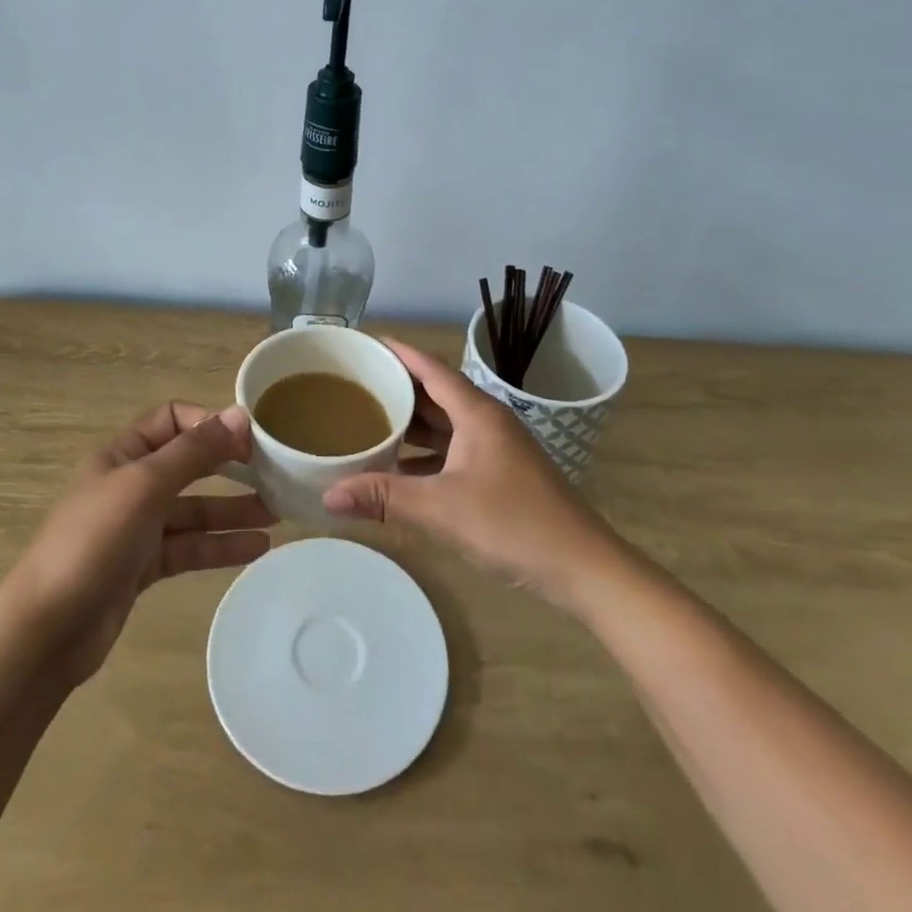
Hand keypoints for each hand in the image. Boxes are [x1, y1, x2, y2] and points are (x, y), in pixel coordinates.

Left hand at [9, 402, 274, 685]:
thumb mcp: (146, 485)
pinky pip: (189, 547)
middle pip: (188, 465)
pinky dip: (219, 545)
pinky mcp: (143, 567)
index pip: (172, 419)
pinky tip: (256, 548)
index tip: (249, 439)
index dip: (209, 423)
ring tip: (278, 513)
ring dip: (232, 509)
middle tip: (274, 473)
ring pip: (193, 509)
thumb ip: (194, 451)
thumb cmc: (93, 541)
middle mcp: (130, 484)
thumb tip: (240, 414)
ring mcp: (137, 528)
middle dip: (229, 467)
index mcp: (122, 454)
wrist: (46, 631)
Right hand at [323, 339, 619, 609]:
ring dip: (411, 423)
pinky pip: (454, 449)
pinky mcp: (500, 473)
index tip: (366, 343)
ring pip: (445, 423)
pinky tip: (400, 467)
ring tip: (369, 421)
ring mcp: (496, 448)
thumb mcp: (441, 508)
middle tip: (355, 385)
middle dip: (398, 388)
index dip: (399, 353)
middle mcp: (487, 421)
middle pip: (436, 392)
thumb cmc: (513, 524)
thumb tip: (328, 494)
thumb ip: (384, 497)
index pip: (431, 368)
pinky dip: (426, 452)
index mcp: (477, 412)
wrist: (582, 567)